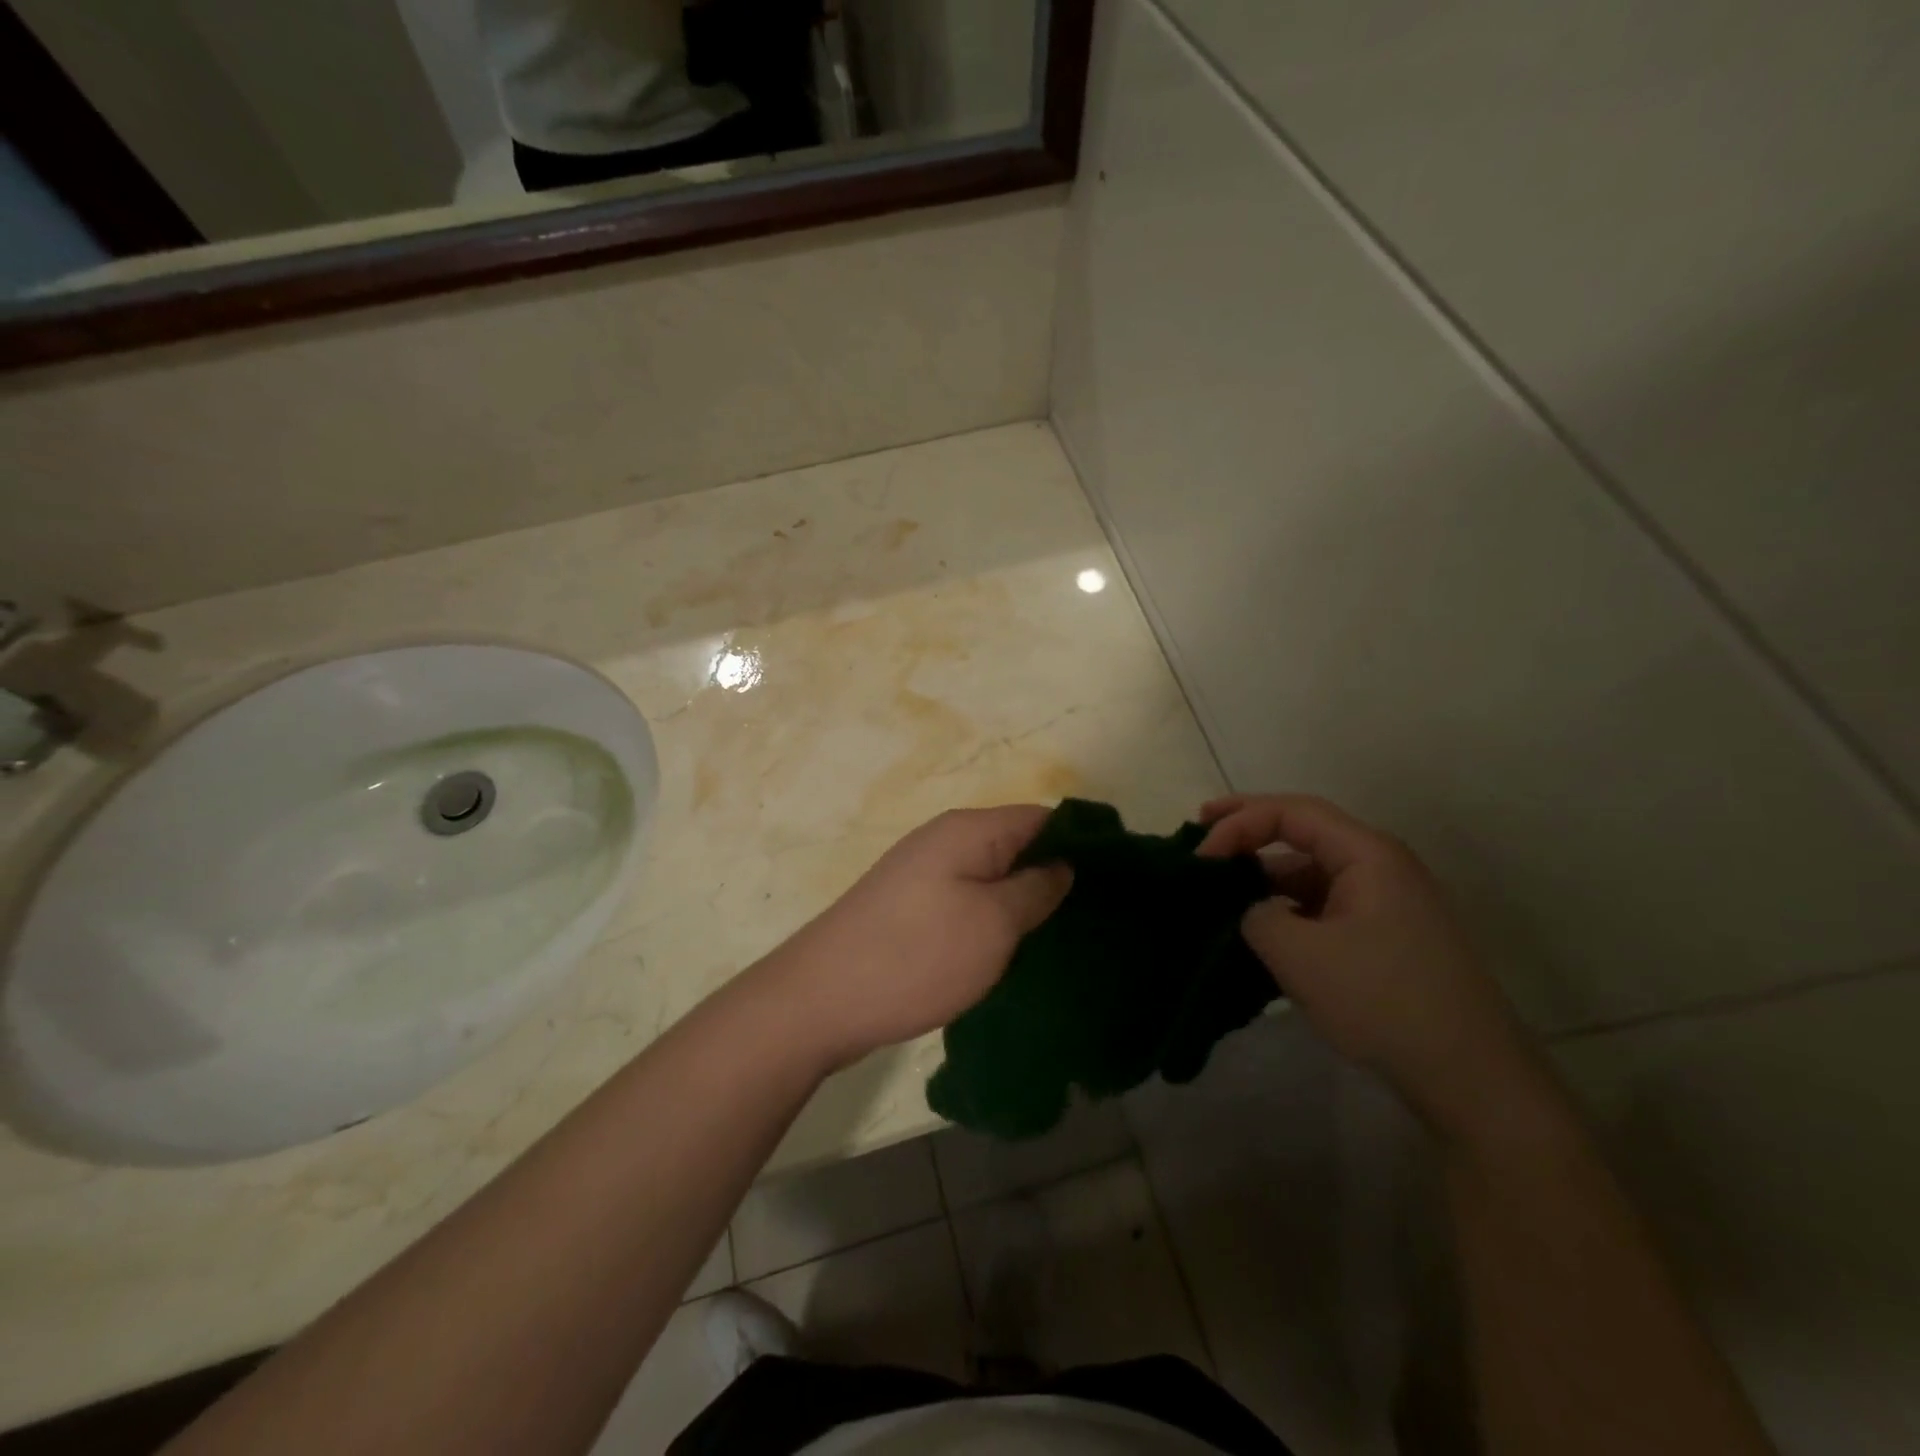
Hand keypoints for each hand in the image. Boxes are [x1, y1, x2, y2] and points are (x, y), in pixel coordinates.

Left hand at [762, 806, 1072, 1070]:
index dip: (1082, 842)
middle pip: (1017, 845)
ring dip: (1024, 901)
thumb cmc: (916, 956)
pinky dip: (993, 919)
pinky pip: (967, 900)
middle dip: (1055, 875)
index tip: (1117, 881)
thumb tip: (1063, 864)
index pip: (1043, 816)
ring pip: (992, 876)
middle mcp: (945, 840)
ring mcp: (923, 874)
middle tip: (1095, 918)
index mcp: (970, 830)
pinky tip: (1012, 951)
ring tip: (1062, 939)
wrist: (820, 1000)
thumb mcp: (993, 923)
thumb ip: (1036, 888)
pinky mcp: (910, 908)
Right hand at [1197, 793, 1545, 1136]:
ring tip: (1220, 894)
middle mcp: (1379, 867)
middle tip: (1200, 837)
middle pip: (1303, 832)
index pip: (1291, 812)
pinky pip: (1323, 906)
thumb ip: (1257, 915)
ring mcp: (1385, 904)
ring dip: (1264, 877)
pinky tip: (1258, 930)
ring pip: (1311, 872)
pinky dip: (1285, 908)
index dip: (1238, 822)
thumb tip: (1254, 911)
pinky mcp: (1384, 938)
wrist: (1471, 1078)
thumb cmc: (1383, 1001)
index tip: (1200, 857)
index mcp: (1368, 854)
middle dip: (1248, 832)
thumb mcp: (1300, 955)